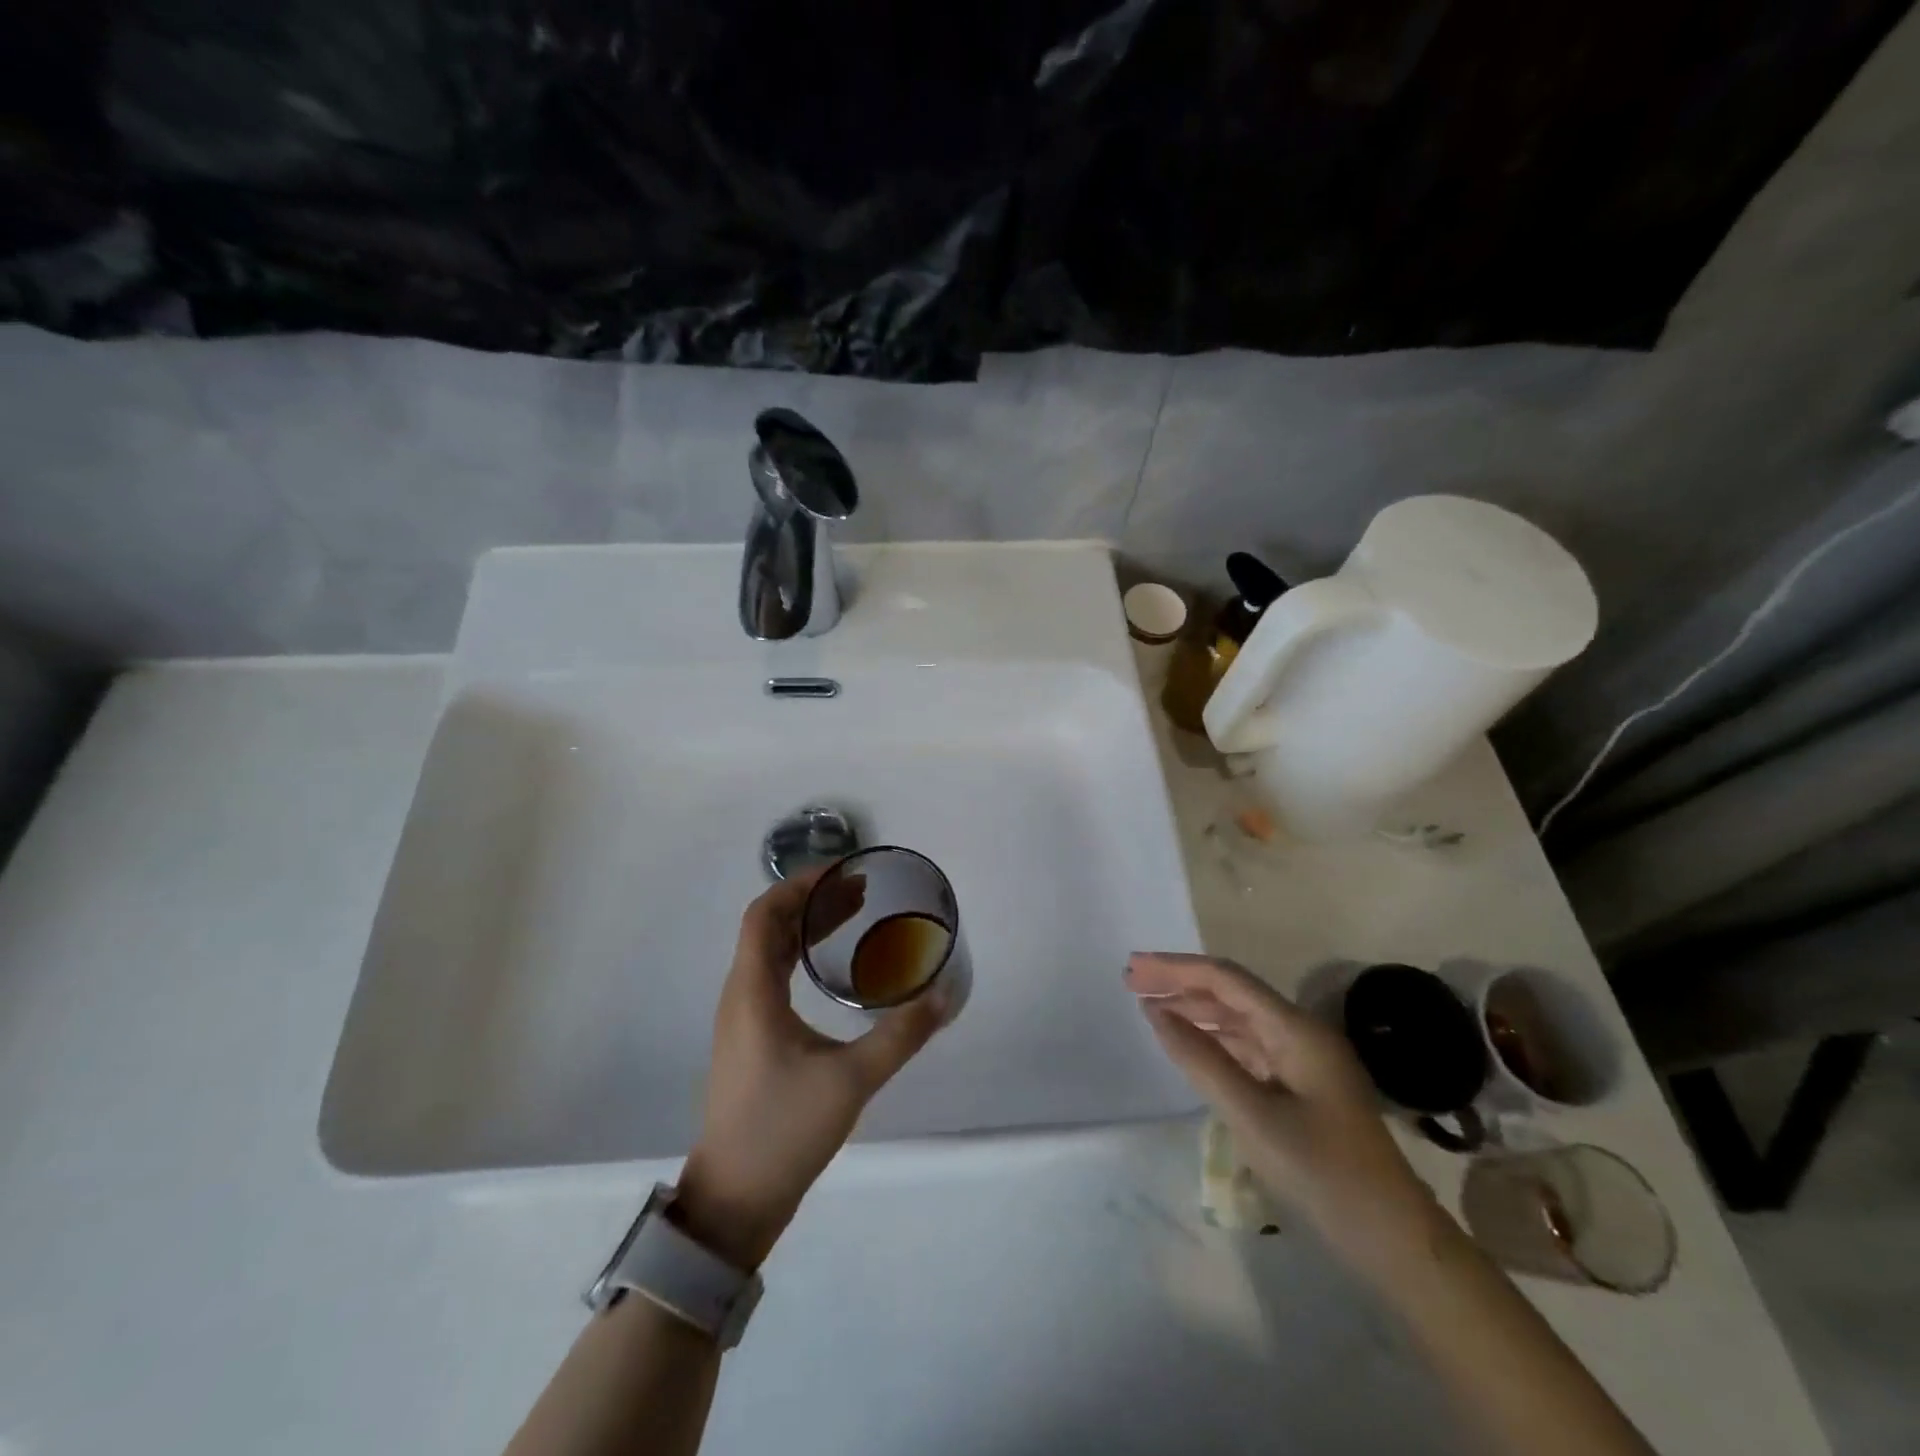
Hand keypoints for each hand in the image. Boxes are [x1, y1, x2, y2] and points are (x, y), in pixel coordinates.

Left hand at [676, 870, 945, 1269]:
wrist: (734, 1201)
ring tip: (852, 915)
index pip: (764, 914)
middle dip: (811, 900)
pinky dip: (800, 954)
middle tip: (860, 891)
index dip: (799, 885)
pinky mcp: (749, 1038)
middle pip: (767, 926)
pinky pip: (771, 975)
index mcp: (752, 992)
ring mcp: (741, 1018)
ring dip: (805, 926)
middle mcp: (740, 995)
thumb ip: (900, 1036)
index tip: (843, 873)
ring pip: (768, 951)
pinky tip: (832, 967)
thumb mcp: (851, 1081)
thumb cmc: (784, 1131)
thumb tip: (941, 996)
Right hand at [1127, 952, 1442, 1267]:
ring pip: (1239, 1020)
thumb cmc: (1323, 1175)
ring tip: (1150, 1007)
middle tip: (1132, 982)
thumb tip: (1156, 1013)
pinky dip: (1214, 1040)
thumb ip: (1201, 1059)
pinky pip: (1248, 1048)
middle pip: (1231, 993)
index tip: (1134, 968)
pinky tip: (1189, 1044)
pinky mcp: (1300, 1087)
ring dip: (1195, 1009)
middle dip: (1181, 983)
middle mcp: (1299, 1033)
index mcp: (1295, 1029)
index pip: (1226, 979)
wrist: (1395, 1241)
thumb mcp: (1252, 1116)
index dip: (1176, 968)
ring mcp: (1302, 1060)